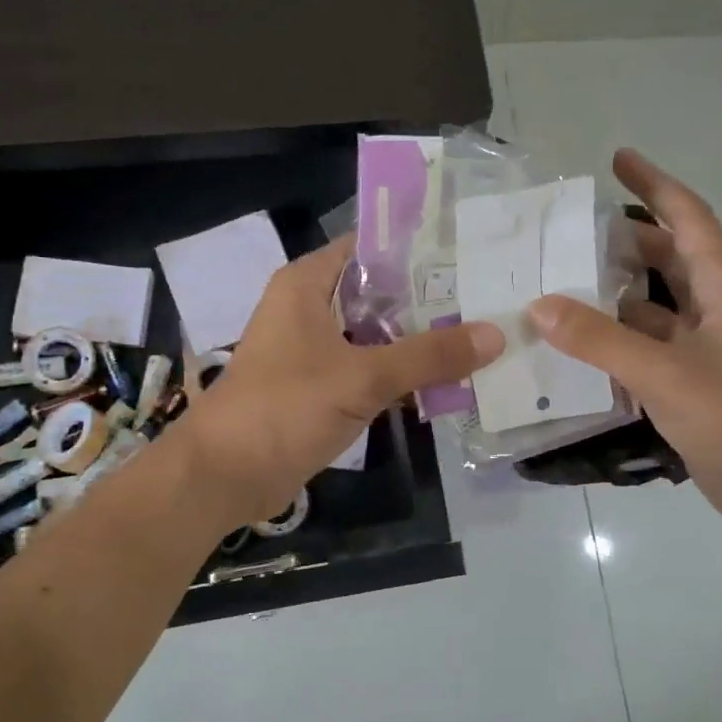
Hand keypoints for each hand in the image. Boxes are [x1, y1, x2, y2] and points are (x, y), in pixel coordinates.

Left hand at [173, 235, 505, 525]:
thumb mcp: (362, 377)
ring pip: (376, 332)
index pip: (371, 245)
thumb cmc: (284, 408)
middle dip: (429, 297)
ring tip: (481, 332)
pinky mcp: (319, 385)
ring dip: (418, 338)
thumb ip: (429, 356)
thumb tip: (496, 334)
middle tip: (490, 296)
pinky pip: (369, 366)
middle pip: (379, 290)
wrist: (225, 475)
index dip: (419, 247)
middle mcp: (310, 307)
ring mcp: (314, 348)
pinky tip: (447, 378)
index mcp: (307, 283)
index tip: (472, 252)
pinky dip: (401, 371)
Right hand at [530, 149, 721, 533]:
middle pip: (667, 258)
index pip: (688, 220)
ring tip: (559, 282)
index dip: (655, 185)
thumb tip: (540, 305)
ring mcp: (703, 350)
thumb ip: (602, 341)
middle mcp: (715, 310)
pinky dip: (614, 340)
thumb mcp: (667, 375)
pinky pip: (646, 347)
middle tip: (569, 230)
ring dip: (613, 293)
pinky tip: (576, 344)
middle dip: (624, 239)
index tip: (618, 158)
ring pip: (652, 306)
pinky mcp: (690, 383)